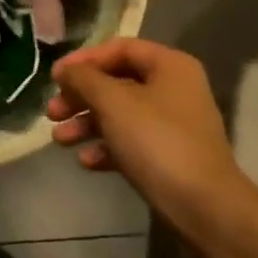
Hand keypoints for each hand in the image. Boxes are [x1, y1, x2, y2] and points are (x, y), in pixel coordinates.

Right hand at [47, 39, 245, 226]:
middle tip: (52, 112)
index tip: (55, 78)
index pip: (119, 48)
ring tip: (59, 140)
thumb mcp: (113, 103)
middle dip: (81, 97)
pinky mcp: (170, 157)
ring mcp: (174, 124)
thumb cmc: (157, 142)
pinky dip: (107, 147)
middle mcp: (174, 88)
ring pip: (121, 114)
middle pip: (117, 82)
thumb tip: (66, 70)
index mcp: (169, 65)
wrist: (205, 209)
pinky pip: (131, 142)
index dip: (84, 59)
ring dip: (87, 124)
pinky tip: (86, 162)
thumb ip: (84, 79)